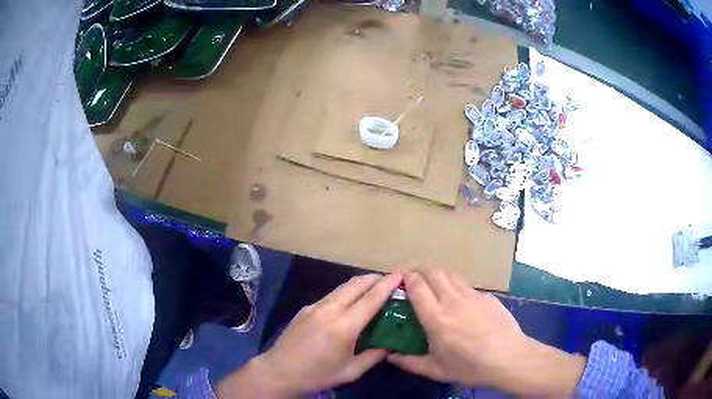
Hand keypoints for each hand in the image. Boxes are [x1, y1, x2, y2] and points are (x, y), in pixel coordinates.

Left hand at [217, 272, 402, 397]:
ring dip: (360, 284)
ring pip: (342, 287)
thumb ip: (374, 356)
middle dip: (375, 278)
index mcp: (344, 326)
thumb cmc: (317, 375)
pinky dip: (346, 292)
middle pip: (356, 284)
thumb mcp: (351, 371)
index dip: (388, 284)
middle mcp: (330, 310)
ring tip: (373, 289)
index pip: (371, 298)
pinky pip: (331, 295)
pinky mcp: (306, 308)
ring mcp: (315, 306)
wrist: (279, 371)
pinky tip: (349, 304)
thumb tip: (392, 345)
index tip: (401, 274)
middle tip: (390, 281)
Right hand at [387, 269, 584, 395]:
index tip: (399, 277)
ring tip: (433, 282)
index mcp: (435, 317)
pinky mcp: (488, 297)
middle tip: (413, 275)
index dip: (406, 277)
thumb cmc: (469, 367)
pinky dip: (456, 286)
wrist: (509, 358)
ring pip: (451, 274)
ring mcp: (472, 296)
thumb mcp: (436, 370)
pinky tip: (459, 300)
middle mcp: (452, 300)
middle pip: (433, 271)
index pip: (417, 285)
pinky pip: (467, 286)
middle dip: (420, 268)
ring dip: (438, 273)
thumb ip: (409, 362)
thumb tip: (390, 356)